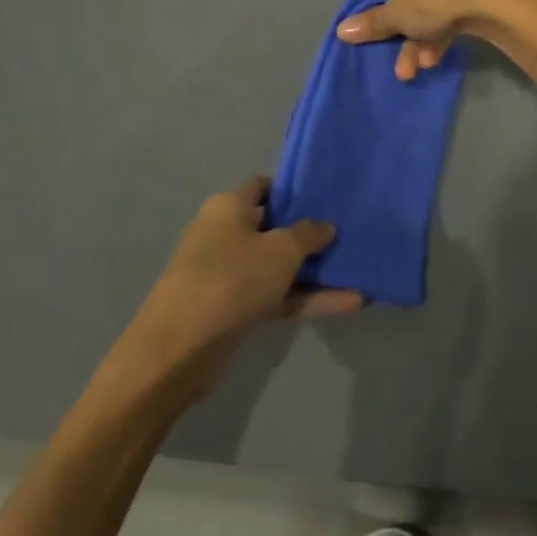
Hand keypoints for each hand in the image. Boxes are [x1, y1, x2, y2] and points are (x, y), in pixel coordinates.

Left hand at [113, 178, 358, 400]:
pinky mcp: (233, 309)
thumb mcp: (281, 249)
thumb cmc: (232, 278)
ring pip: (277, 266)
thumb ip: (308, 234)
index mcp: (227, 208)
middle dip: (308, 232)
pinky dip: (306, 298)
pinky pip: (276, 295)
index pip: (262, 187)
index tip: (325, 196)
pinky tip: (347, 302)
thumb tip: (326, 225)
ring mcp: (228, 274)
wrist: (180, 348)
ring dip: (313, 270)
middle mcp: (224, 235)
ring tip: (356, 269)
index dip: (293, 189)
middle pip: (272, 227)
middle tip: (346, 231)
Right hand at [337, 0, 536, 80]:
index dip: (355, 0)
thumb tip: (341, 31)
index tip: (359, 24)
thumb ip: (370, 24)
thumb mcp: (396, 16)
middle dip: (390, 34)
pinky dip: (434, 38)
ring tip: (412, 71)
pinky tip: (432, 61)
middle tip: (385, 55)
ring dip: (412, 44)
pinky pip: (439, 16)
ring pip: (417, 13)